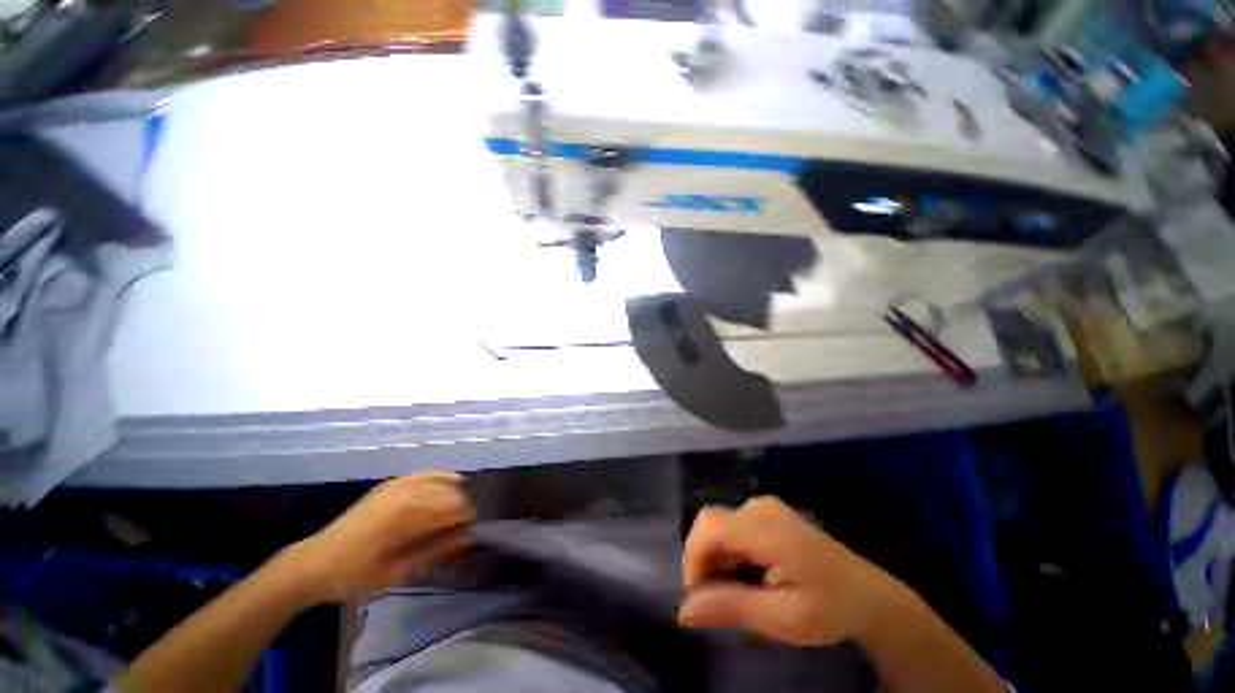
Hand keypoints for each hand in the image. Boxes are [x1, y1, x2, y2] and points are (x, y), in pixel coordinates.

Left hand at [281, 472, 475, 603]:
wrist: (315, 563)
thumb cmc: (356, 574)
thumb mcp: (398, 571)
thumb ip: (437, 550)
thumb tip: (470, 536)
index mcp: (410, 511)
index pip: (458, 506)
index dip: (468, 521)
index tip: (466, 537)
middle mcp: (409, 489)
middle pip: (455, 491)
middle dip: (462, 509)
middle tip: (458, 531)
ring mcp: (401, 482)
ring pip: (445, 479)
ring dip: (454, 495)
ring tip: (450, 516)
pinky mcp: (394, 482)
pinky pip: (429, 473)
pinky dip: (442, 481)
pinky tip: (441, 495)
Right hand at [678, 496, 905, 646]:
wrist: (870, 595)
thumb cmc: (830, 609)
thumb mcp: (782, 618)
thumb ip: (731, 608)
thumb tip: (683, 610)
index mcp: (765, 527)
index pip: (708, 527)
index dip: (693, 559)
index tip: (700, 599)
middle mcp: (759, 507)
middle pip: (711, 526)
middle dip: (705, 564)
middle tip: (721, 603)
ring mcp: (763, 506)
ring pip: (719, 528)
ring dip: (718, 561)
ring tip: (740, 595)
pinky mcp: (766, 513)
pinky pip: (732, 528)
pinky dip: (730, 554)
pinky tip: (749, 578)